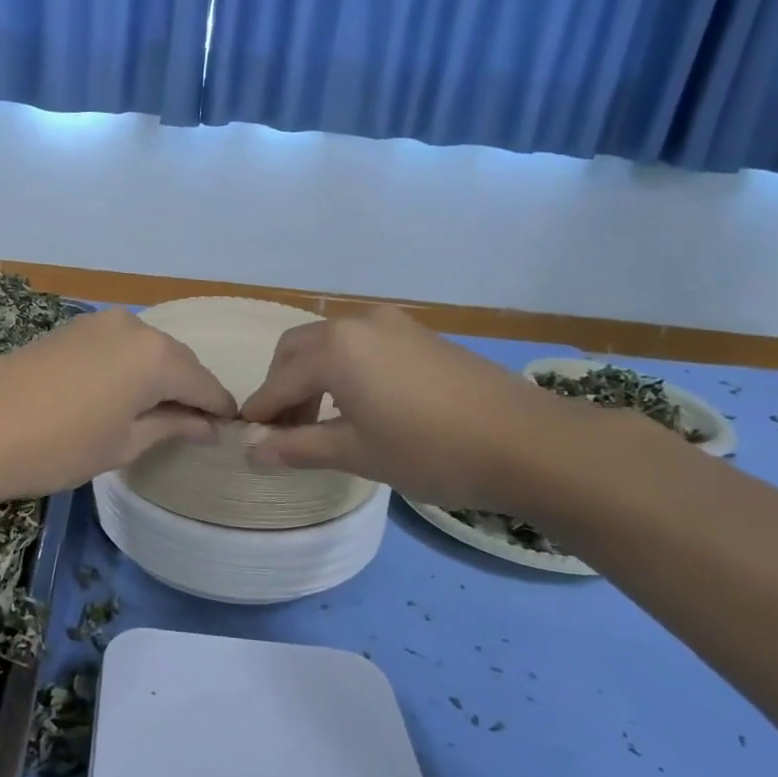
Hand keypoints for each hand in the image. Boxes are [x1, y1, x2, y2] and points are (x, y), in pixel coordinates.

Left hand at [0, 308, 237, 501]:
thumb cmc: (60, 446)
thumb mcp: (124, 443)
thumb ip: (172, 426)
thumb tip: (209, 426)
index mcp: (156, 356)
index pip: (204, 383)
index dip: (219, 408)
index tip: (228, 429)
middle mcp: (133, 327)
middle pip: (177, 360)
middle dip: (189, 390)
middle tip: (193, 425)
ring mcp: (98, 322)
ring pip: (146, 349)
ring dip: (158, 376)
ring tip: (156, 412)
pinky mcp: (71, 327)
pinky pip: (118, 344)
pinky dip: (129, 366)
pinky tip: (121, 392)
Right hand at [241, 306, 575, 512]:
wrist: (528, 442)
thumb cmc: (430, 450)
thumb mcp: (356, 453)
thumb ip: (298, 448)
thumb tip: (252, 453)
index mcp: (335, 349)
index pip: (278, 379)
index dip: (261, 411)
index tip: (249, 438)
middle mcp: (358, 323)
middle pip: (298, 350)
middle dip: (283, 387)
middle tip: (285, 430)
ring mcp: (393, 325)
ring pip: (330, 344)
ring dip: (313, 377)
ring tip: (320, 422)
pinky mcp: (419, 335)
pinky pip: (362, 345)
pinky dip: (344, 369)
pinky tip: (359, 404)